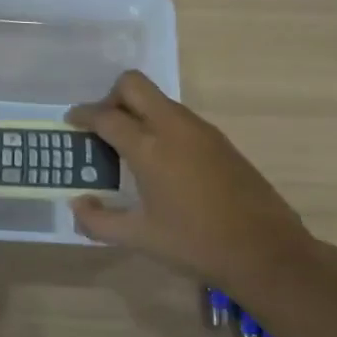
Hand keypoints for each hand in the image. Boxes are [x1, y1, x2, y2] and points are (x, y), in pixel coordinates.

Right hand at [67, 71, 315, 296]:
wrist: (266, 251)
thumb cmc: (195, 244)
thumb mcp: (140, 238)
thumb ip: (99, 222)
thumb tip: (77, 205)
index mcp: (149, 148)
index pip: (106, 116)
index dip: (83, 115)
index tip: (71, 121)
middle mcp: (173, 127)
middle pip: (133, 85)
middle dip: (111, 97)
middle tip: (102, 126)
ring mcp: (201, 130)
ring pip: (159, 99)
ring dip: (138, 110)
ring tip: (129, 146)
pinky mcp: (220, 140)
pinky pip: (179, 116)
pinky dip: (160, 124)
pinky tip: (162, 159)